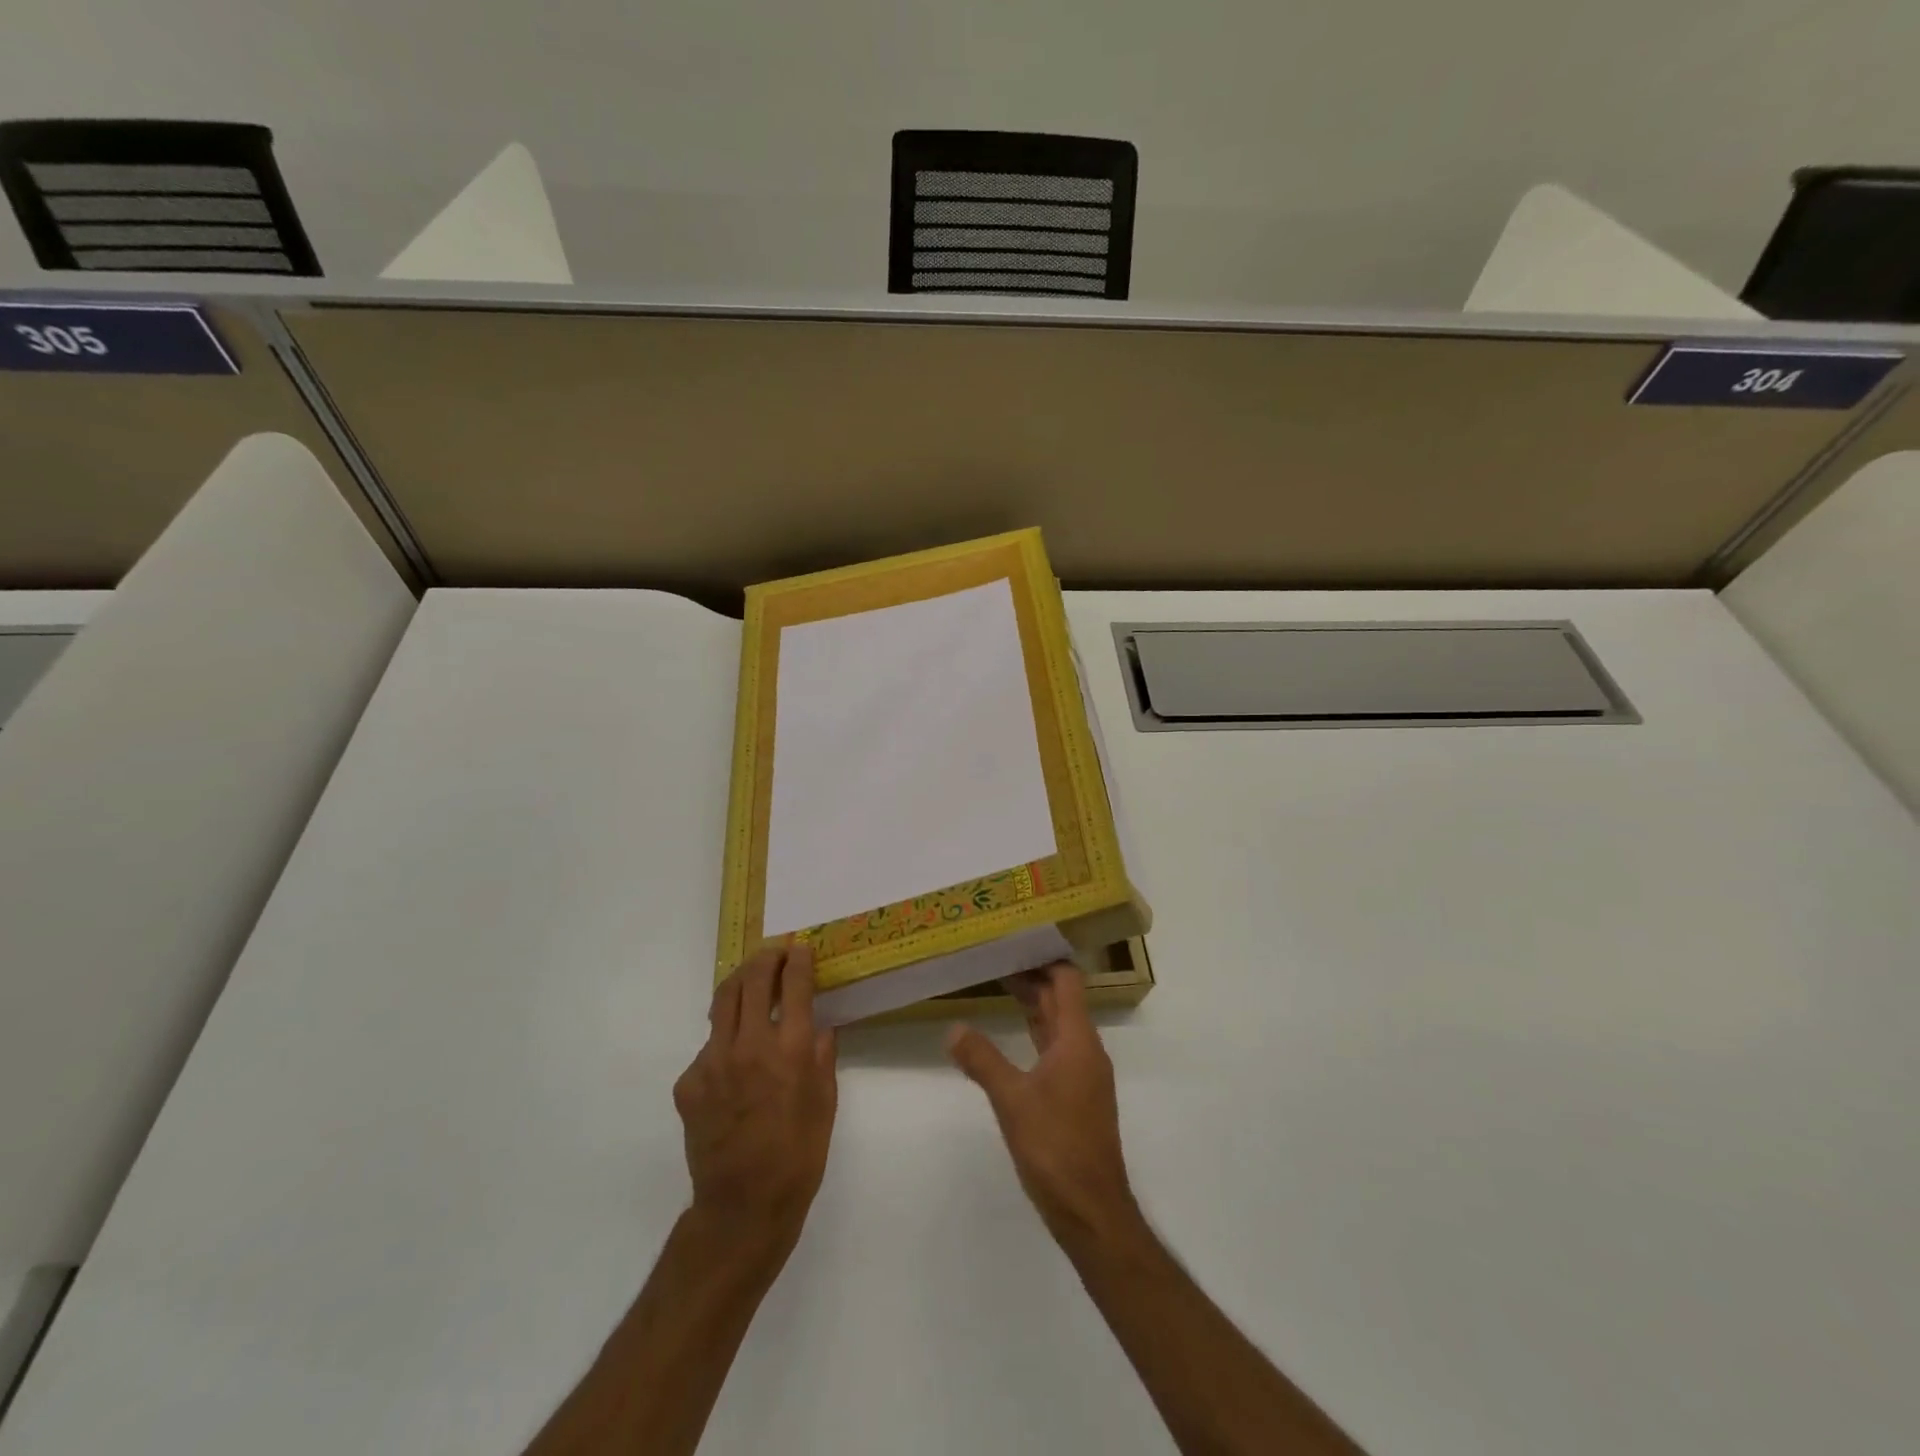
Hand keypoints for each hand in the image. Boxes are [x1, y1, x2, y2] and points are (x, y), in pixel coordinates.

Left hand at [673, 941, 837, 1260]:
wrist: (742, 1208)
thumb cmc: (798, 1157)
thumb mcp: (826, 1104)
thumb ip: (822, 1058)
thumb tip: (818, 1028)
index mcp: (790, 1051)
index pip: (794, 986)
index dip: (798, 960)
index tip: (801, 948)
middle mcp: (749, 1046)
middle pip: (752, 980)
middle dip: (766, 958)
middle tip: (776, 953)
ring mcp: (712, 1062)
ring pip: (722, 1002)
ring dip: (740, 983)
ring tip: (751, 980)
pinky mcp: (689, 1082)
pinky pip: (708, 1045)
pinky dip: (725, 1038)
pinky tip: (734, 1057)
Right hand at [947, 962, 1139, 1247]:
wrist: (1092, 1210)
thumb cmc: (1056, 1147)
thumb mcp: (1012, 1100)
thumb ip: (982, 1060)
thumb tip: (953, 1029)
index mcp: (1078, 1041)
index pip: (1067, 981)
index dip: (1045, 958)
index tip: (1016, 941)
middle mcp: (1086, 1050)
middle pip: (1062, 1000)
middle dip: (1033, 978)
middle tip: (997, 959)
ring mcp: (1084, 1075)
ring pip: (1059, 1025)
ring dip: (1034, 1005)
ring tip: (1000, 986)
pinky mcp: (1077, 1096)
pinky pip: (1056, 1049)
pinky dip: (1036, 1033)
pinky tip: (1013, 1037)